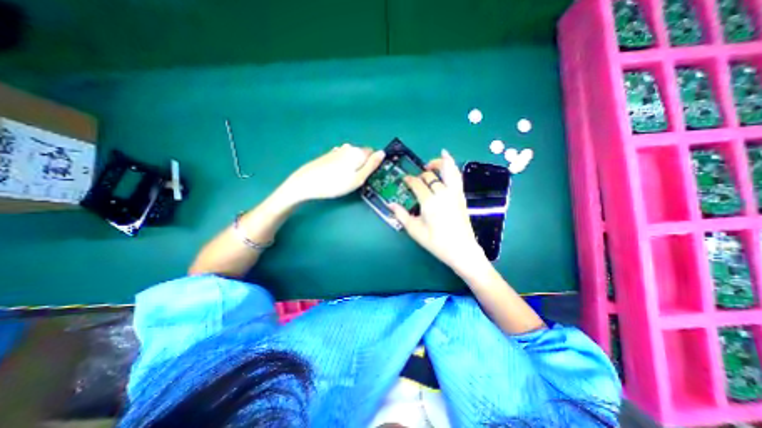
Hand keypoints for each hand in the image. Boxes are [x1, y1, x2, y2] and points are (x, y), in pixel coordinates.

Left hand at [282, 145, 384, 202]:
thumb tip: (382, 153)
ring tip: (344, 179)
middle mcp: (348, 148)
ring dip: (353, 165)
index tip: (367, 176)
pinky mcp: (329, 155)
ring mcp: (337, 150)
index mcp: (357, 152)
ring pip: (352, 157)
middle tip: (355, 180)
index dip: (372, 165)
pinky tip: (336, 175)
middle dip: (362, 165)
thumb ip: (372, 165)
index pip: (373, 153)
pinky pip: (343, 158)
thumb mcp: (358, 178)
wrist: (306, 183)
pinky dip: (343, 165)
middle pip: (362, 155)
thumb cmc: (335, 184)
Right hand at [389, 150, 483, 273]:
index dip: (409, 180)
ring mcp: (454, 193)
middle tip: (415, 180)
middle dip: (420, 175)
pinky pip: (457, 176)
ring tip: (430, 163)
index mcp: (429, 202)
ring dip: (439, 163)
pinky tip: (449, 160)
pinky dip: (452, 165)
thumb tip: (390, 204)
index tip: (404, 180)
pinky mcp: (461, 196)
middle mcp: (442, 193)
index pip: (417, 184)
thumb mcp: (415, 231)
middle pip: (430, 176)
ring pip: (448, 170)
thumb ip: (401, 215)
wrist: (461, 250)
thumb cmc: (436, 242)